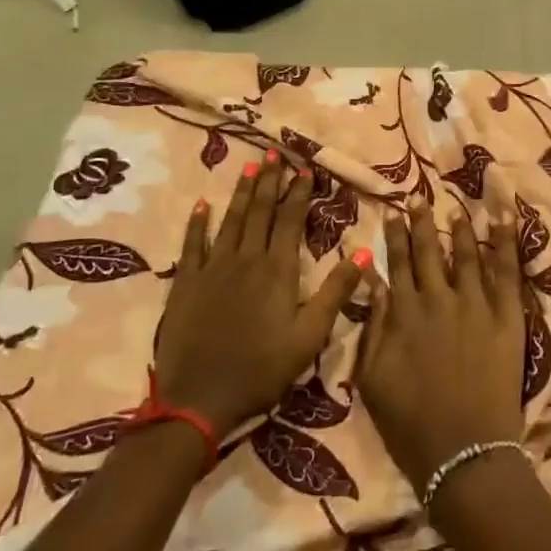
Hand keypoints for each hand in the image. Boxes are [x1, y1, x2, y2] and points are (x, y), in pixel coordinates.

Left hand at [156, 152, 366, 433]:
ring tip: (250, 167)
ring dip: (242, 192)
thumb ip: (336, 291)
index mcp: (278, 270)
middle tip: (274, 153)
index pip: (291, 220)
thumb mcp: (310, 335)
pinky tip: (202, 205)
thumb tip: (363, 251)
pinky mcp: (187, 283)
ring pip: (231, 220)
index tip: (304, 169)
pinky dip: (198, 223)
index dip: (299, 193)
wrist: (198, 398)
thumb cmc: (262, 369)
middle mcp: (246, 259)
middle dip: (270, 181)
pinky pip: (193, 244)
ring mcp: (213, 268)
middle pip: (260, 211)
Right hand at [357, 205, 525, 489]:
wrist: (464, 452)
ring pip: (467, 255)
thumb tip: (373, 282)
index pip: (398, 264)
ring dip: (460, 228)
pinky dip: (506, 243)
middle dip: (422, 222)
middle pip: (429, 252)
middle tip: (419, 198)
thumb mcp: (373, 378)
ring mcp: (476, 305)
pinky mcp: (507, 318)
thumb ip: (374, 326)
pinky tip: (504, 219)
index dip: (395, 237)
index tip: (392, 212)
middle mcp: (439, 299)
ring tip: (455, 207)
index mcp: (405, 314)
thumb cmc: (410, 423)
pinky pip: (508, 273)